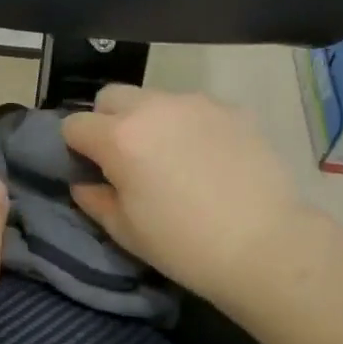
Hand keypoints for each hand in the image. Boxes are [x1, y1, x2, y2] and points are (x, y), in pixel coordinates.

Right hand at [62, 86, 312, 305]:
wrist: (268, 246)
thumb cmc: (186, 246)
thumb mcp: (127, 231)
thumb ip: (95, 200)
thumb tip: (83, 183)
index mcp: (119, 138)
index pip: (74, 124)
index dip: (76, 148)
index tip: (90, 169)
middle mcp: (152, 107)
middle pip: (110, 97)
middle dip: (107, 121)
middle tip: (126, 158)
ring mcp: (195, 103)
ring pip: (154, 98)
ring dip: (149, 120)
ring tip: (172, 157)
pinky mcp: (231, 109)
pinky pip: (194, 108)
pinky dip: (189, 125)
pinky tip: (209, 158)